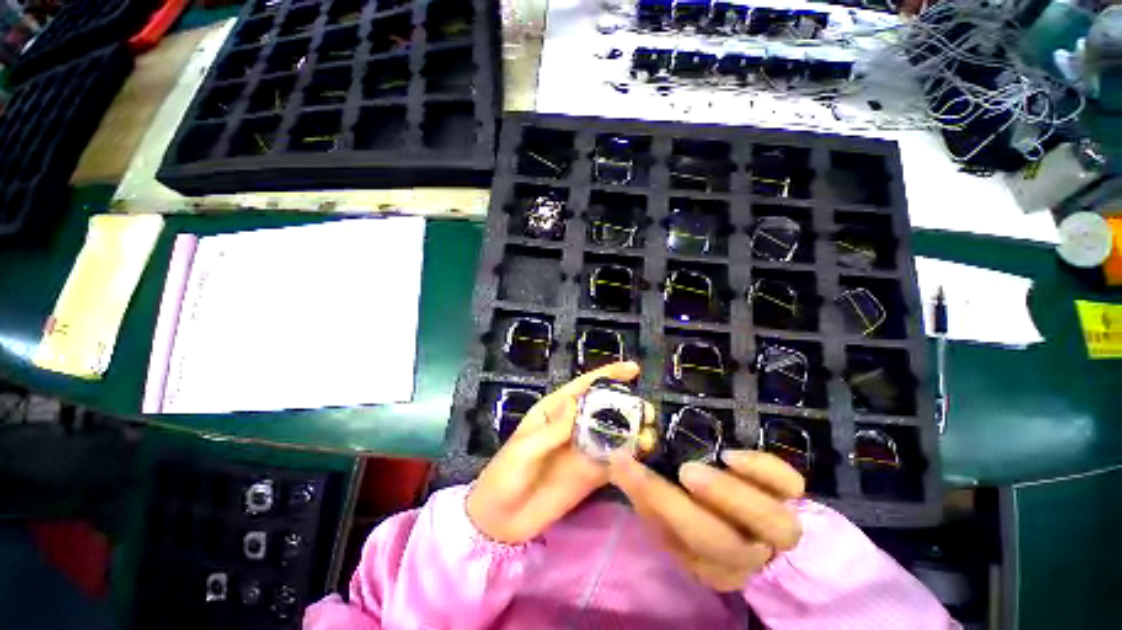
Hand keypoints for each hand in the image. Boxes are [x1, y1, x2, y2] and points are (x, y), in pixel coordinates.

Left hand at [466, 361, 650, 544]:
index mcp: (555, 410)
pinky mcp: (590, 474)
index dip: (607, 375)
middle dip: (626, 404)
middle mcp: (573, 425)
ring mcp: (583, 449)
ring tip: (650, 431)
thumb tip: (577, 401)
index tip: (632, 369)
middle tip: (646, 410)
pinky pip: (613, 460)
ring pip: (613, 432)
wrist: (501, 520)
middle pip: (604, 407)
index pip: (583, 386)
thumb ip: (553, 428)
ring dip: (632, 429)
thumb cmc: (506, 474)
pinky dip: (629, 456)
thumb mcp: (525, 448)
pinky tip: (643, 454)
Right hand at [608, 449, 804, 590]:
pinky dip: (765, 470)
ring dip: (736, 497)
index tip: (623, 462)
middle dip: (694, 508)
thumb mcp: (663, 509)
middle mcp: (744, 554)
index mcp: (705, 562)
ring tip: (707, 463)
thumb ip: (641, 489)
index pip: (678, 540)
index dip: (650, 501)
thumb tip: (617, 458)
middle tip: (679, 471)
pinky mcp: (789, 495)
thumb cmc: (696, 511)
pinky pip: (792, 486)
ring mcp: (773, 526)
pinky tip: (731, 455)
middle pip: (724, 545)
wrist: (745, 515)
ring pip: (774, 528)